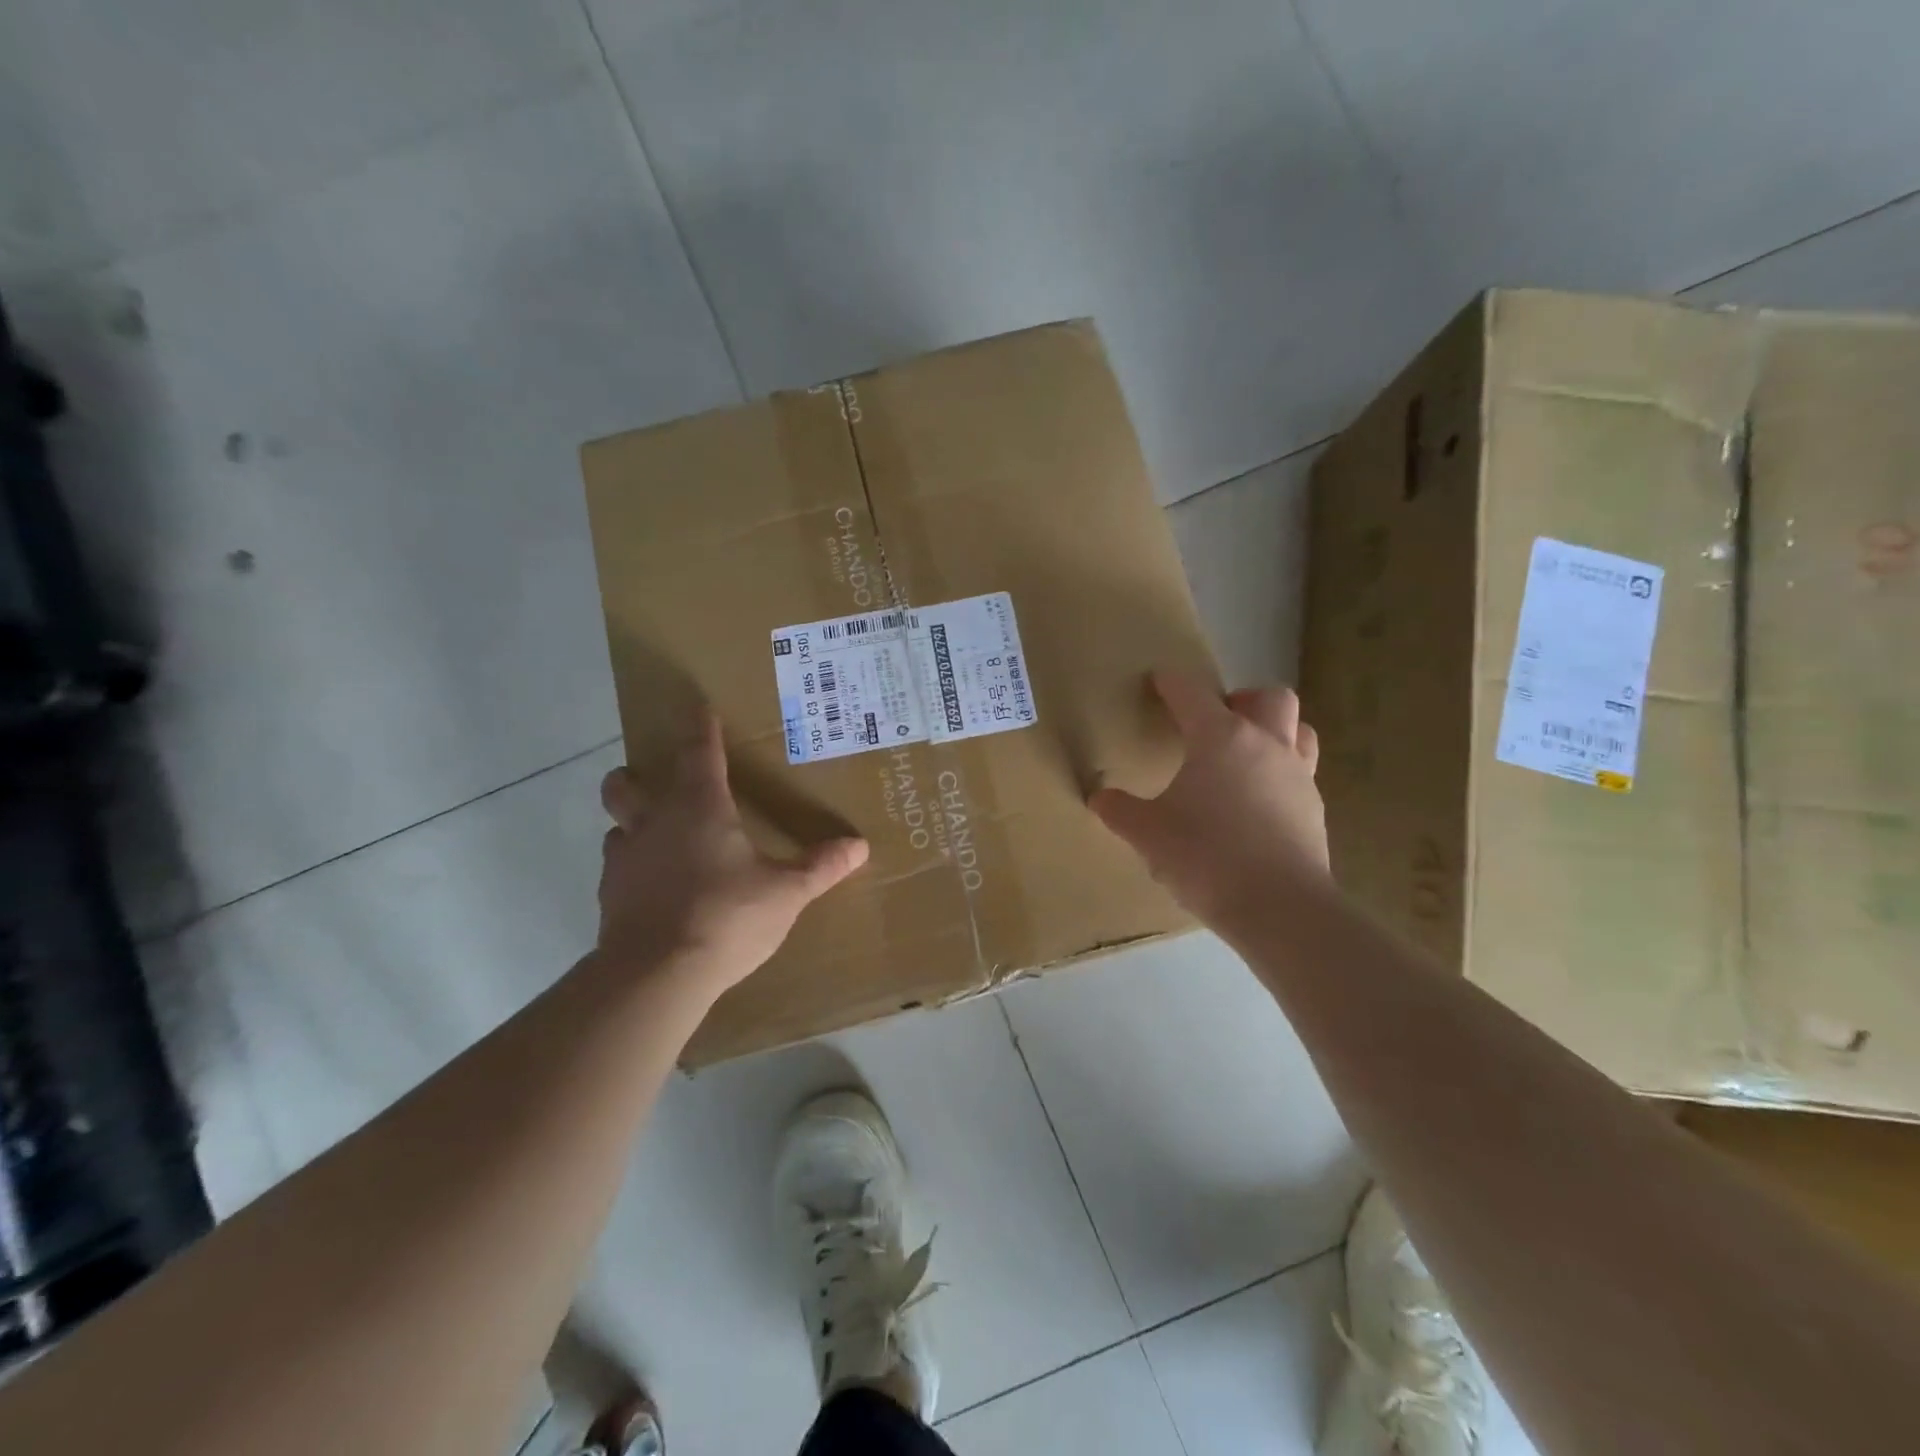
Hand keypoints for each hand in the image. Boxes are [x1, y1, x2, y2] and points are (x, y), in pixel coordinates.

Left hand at [597, 709, 868, 993]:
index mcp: (699, 807)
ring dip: (633, 824)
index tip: (699, 708)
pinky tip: (655, 887)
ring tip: (661, 839)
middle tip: (664, 785)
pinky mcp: (609, 896)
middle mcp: (654, 822)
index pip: (698, 751)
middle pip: (627, 783)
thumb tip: (859, 846)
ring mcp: (625, 859)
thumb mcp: (786, 893)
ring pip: (616, 825)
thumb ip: (820, 866)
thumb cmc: (726, 917)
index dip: (701, 728)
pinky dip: (634, 867)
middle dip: (639, 776)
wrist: (656, 976)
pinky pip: (618, 867)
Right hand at [1090, 671, 1328, 930]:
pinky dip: (1280, 772)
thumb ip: (1120, 811)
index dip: (1171, 683)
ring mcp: (1298, 775)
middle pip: (1269, 697)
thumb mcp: (1148, 834)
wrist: (1278, 907)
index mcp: (1220, 738)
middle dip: (1242, 699)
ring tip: (1245, 755)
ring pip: (1299, 729)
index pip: (1191, 693)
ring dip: (1273, 730)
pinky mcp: (1314, 808)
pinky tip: (1258, 802)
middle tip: (1217, 722)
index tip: (1159, 680)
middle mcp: (1266, 744)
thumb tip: (1099, 797)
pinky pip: (1301, 771)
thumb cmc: (1206, 857)